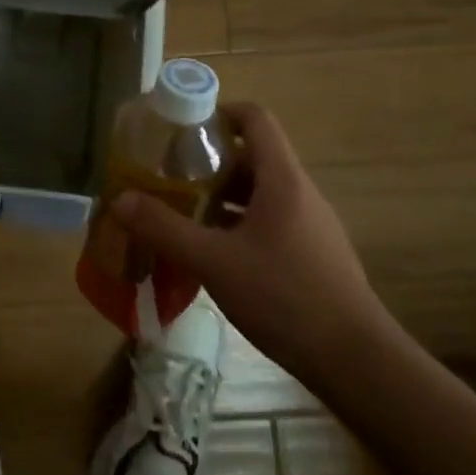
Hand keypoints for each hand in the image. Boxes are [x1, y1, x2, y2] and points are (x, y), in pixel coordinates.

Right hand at [108, 103, 387, 382]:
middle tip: (169, 176)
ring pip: (259, 192)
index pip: (255, 119)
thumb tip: (119, 200)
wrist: (356, 361)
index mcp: (282, 179)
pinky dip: (237, 224)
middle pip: (253, 156)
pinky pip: (269, 221)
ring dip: (221, 196)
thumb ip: (164, 229)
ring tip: (182, 213)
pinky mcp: (312, 254)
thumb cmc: (285, 297)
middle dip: (208, 162)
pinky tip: (213, 253)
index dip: (219, 113)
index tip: (181, 129)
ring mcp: (310, 225)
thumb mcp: (214, 262)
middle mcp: (300, 193)